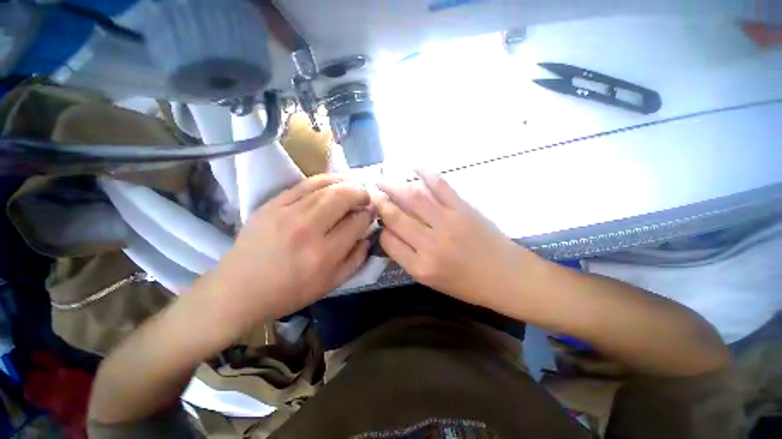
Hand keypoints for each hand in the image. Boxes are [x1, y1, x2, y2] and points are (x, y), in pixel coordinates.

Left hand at [198, 174, 373, 326]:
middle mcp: (308, 230)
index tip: (371, 213)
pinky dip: (325, 179)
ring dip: (346, 183)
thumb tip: (368, 236)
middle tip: (366, 198)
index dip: (368, 215)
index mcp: (324, 254)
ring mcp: (287, 213)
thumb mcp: (331, 284)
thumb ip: (356, 260)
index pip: (357, 223)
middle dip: (361, 194)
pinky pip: (304, 184)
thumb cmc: (289, 292)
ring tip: (354, 187)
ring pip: (326, 187)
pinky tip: (334, 181)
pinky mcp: (272, 204)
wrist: (240, 289)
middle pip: (343, 198)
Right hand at [377, 170, 538, 310]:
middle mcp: (430, 243)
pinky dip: (426, 174)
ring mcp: (448, 222)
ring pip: (414, 198)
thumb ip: (409, 258)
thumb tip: (392, 233)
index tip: (382, 223)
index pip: (388, 241)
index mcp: (420, 267)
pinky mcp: (463, 208)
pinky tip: (414, 167)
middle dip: (380, 203)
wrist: (507, 277)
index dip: (382, 230)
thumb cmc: (467, 285)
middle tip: (372, 193)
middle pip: (396, 216)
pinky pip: (440, 186)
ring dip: (394, 186)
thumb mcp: (431, 281)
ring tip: (382, 179)